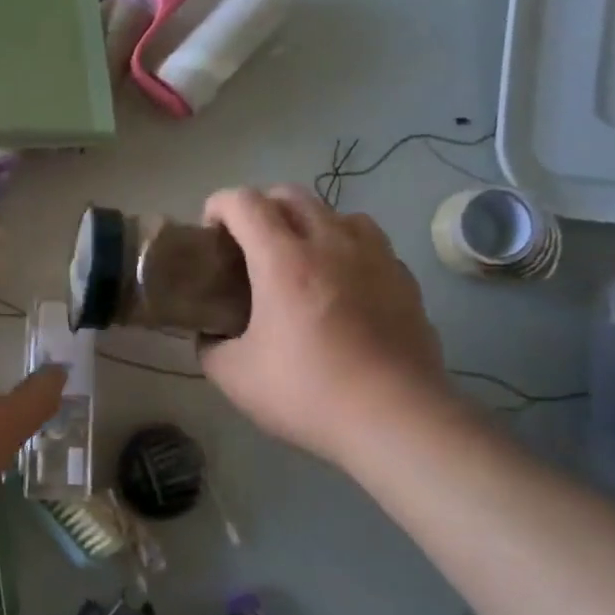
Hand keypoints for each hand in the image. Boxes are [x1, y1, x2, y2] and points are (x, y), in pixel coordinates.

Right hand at [198, 187, 447, 468]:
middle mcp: (329, 243)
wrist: (397, 419)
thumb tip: (210, 334)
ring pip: (336, 211)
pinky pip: (369, 242)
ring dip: (308, 222)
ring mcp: (373, 257)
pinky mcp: (404, 278)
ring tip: (300, 257)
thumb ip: (211, 346)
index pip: (243, 202)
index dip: (218, 205)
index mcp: (282, 259)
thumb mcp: (235, 377)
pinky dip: (346, 248)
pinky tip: (342, 283)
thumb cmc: (308, 392)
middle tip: (249, 244)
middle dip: (260, 206)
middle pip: (290, 194)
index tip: (210, 232)